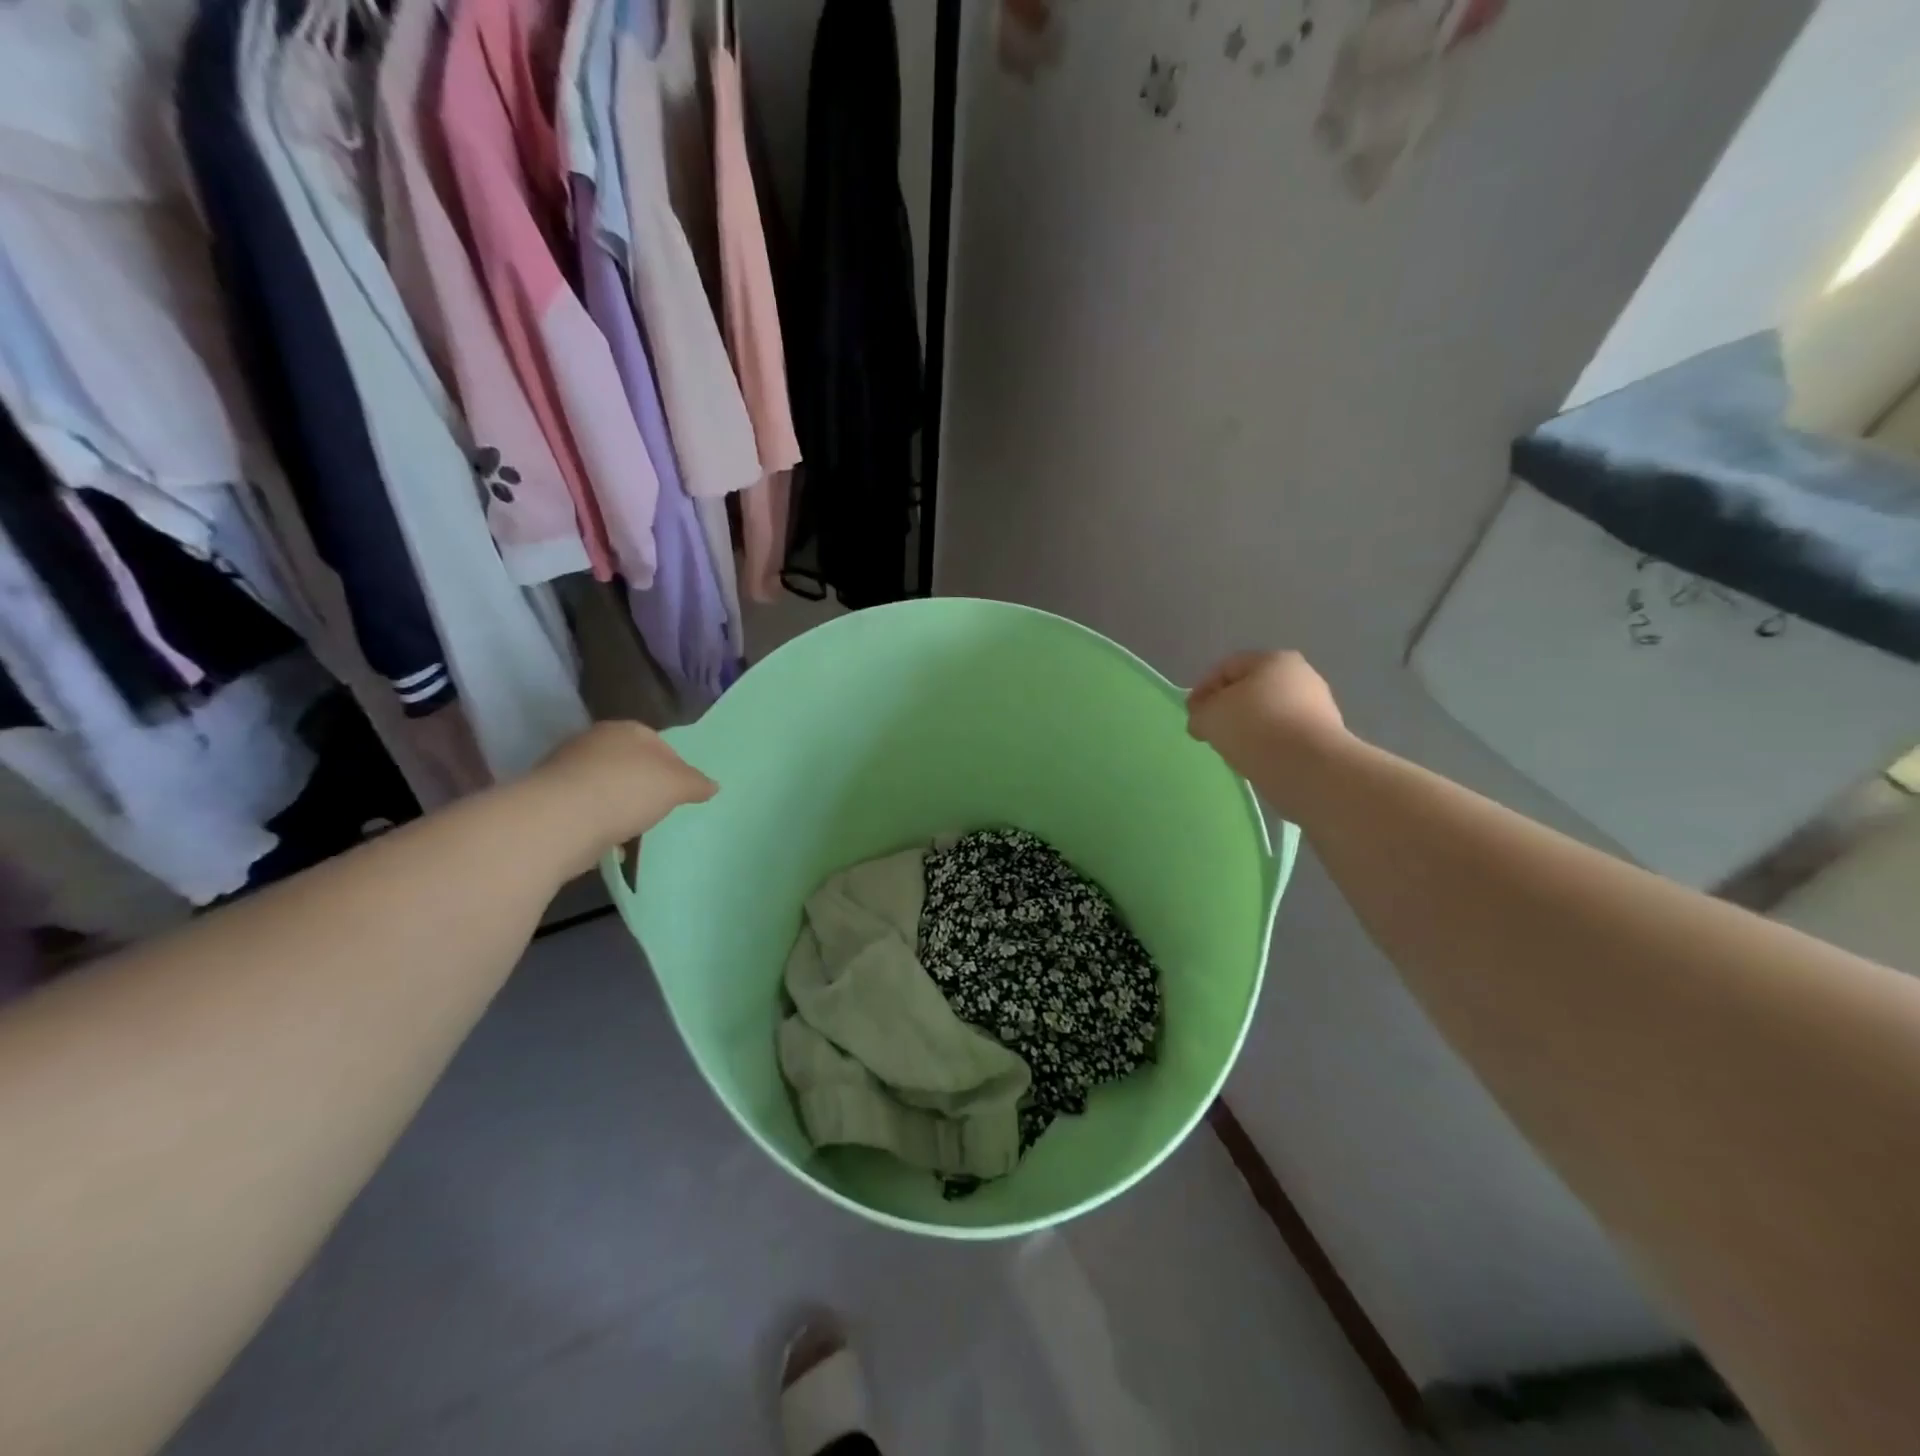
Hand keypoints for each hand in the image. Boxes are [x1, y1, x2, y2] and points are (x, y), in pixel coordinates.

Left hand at [530, 721, 716, 874]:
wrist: (559, 820)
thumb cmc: (627, 790)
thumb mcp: (677, 785)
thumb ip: (696, 783)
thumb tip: (713, 785)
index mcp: (626, 729)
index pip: (658, 742)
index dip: (674, 766)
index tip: (680, 792)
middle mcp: (593, 740)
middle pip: (628, 762)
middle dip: (643, 784)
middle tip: (658, 809)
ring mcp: (566, 768)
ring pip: (604, 785)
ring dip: (617, 804)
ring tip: (632, 829)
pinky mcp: (548, 798)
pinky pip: (584, 808)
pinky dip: (596, 821)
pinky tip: (607, 840)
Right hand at [1187, 651, 1349, 814]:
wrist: (1308, 768)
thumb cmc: (1254, 727)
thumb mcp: (1209, 716)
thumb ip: (1199, 713)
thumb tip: (1204, 720)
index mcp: (1273, 659)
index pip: (1227, 667)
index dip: (1202, 689)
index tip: (1191, 715)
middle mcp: (1301, 675)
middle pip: (1251, 689)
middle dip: (1227, 708)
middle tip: (1210, 731)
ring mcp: (1318, 706)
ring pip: (1269, 713)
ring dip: (1248, 728)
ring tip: (1232, 750)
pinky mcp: (1325, 736)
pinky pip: (1285, 735)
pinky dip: (1267, 744)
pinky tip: (1257, 760)